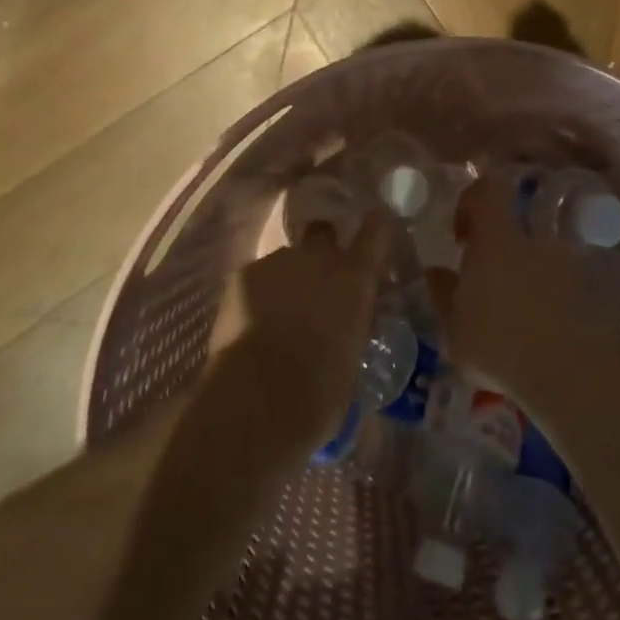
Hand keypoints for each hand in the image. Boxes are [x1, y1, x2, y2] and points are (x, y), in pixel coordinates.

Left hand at [209, 210, 391, 449]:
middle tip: (315, 283)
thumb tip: (343, 326)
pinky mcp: (243, 273)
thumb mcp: (352, 356)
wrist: (259, 396)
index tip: (377, 223)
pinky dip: (255, 296)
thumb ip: (350, 326)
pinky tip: (249, 327)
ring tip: (275, 319)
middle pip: (323, 233)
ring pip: (286, 260)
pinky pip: (255, 278)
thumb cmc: (320, 390)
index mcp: (355, 278)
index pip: (376, 232)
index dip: (376, 226)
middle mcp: (319, 257)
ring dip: (286, 280)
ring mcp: (278, 260)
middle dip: (320, 250)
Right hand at [429, 176, 617, 414]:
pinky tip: (539, 331)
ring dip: (524, 274)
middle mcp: (533, 240)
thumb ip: (443, 295)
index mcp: (496, 238)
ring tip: (513, 312)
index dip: (471, 201)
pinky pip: (560, 282)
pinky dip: (548, 297)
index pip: (488, 189)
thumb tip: (435, 272)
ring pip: (538, 255)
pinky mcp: (588, 291)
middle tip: (485, 279)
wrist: (571, 375)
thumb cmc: (499, 346)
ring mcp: (565, 264)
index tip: (461, 235)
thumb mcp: (455, 329)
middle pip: (515, 223)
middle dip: (498, 245)